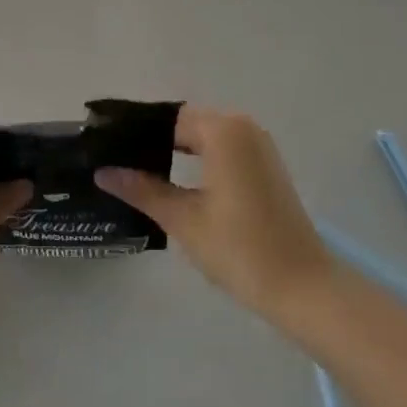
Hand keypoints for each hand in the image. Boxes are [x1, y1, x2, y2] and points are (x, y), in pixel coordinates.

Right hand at [96, 106, 334, 325]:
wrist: (303, 287)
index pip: (166, 120)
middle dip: (151, 141)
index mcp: (223, 131)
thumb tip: (102, 172)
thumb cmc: (240, 249)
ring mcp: (258, 146)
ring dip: (173, 151)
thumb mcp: (183, 219)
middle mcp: (243, 127)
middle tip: (114, 162)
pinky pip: (221, 150)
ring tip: (136, 173)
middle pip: (185, 124)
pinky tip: (172, 181)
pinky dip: (196, 160)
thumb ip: (141, 190)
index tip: (104, 149)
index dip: (134, 134)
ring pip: (203, 137)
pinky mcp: (265, 166)